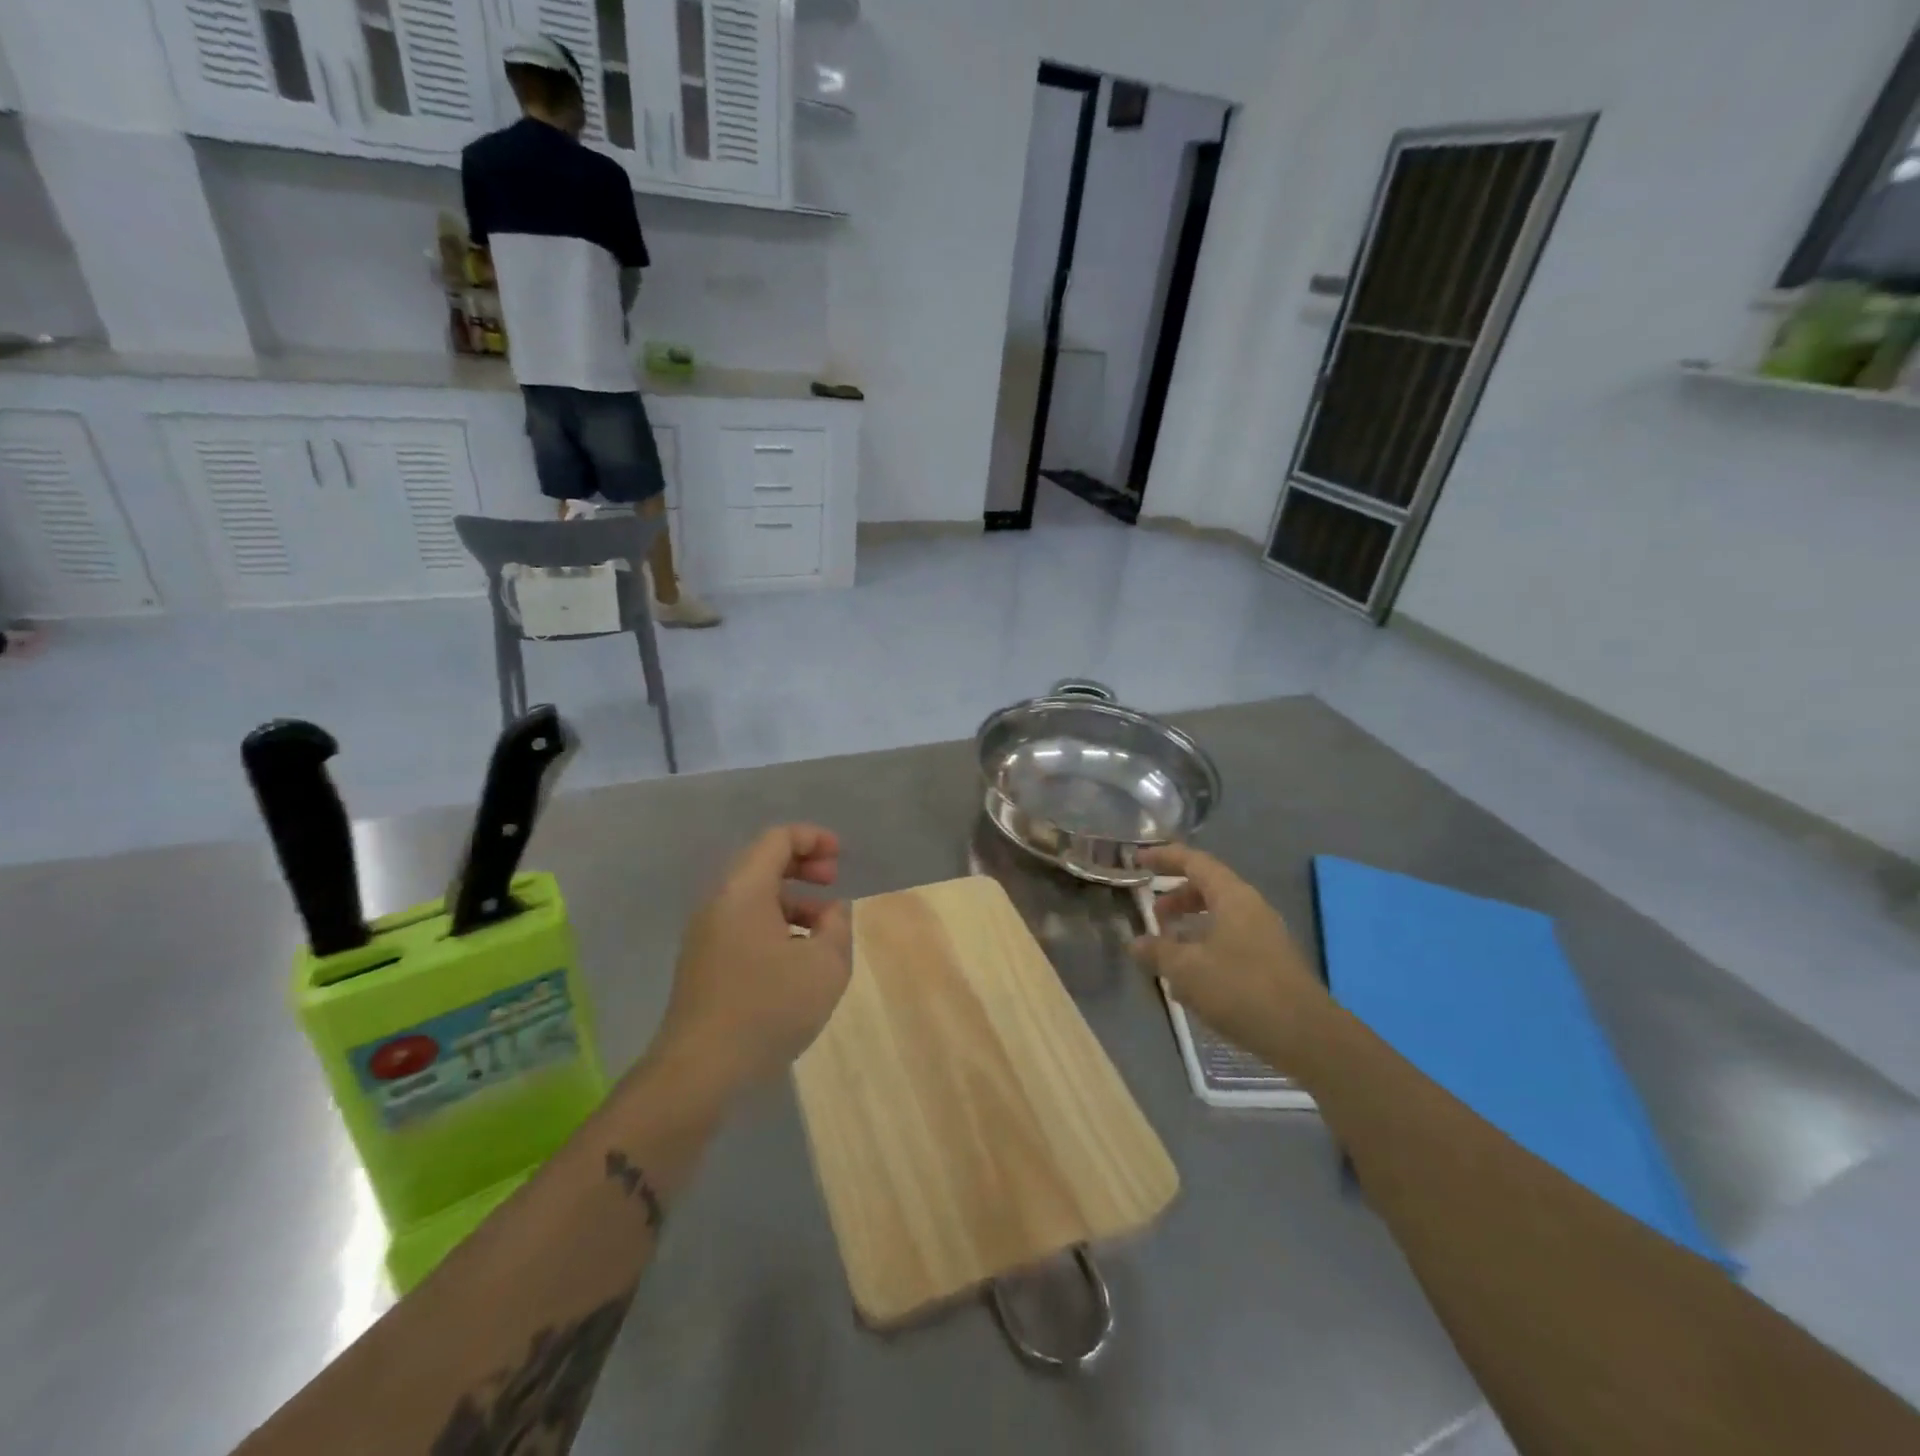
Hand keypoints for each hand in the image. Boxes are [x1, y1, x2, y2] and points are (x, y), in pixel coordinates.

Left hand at [652, 825, 852, 1096]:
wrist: (699, 1071)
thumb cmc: (768, 1007)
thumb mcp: (825, 965)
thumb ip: (838, 926)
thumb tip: (831, 911)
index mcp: (744, 890)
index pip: (777, 839)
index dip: (813, 839)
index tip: (840, 858)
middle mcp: (719, 903)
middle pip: (762, 863)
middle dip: (803, 866)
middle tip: (833, 882)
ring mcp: (706, 935)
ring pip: (754, 897)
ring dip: (792, 900)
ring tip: (824, 929)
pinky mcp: (704, 964)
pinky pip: (744, 925)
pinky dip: (776, 925)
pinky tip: (797, 960)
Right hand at [1130, 844, 1327, 1064]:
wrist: (1306, 1037)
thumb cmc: (1241, 990)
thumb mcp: (1186, 970)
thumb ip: (1157, 951)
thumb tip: (1135, 943)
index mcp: (1232, 897)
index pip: (1194, 861)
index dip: (1164, 857)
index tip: (1137, 860)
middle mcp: (1251, 908)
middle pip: (1208, 888)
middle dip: (1176, 897)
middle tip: (1152, 914)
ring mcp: (1264, 937)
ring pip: (1219, 918)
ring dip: (1190, 927)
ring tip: (1165, 950)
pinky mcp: (1270, 965)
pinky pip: (1229, 943)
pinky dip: (1205, 949)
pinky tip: (1189, 982)